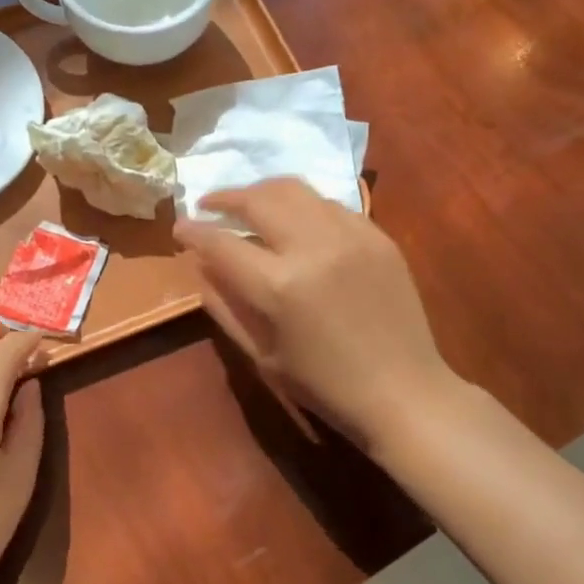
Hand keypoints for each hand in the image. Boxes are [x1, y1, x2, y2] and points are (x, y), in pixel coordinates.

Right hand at [174, 178, 458, 446]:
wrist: (404, 393)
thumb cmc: (325, 386)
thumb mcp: (261, 355)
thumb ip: (224, 305)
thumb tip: (199, 266)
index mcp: (279, 286)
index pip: (221, 242)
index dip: (194, 231)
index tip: (180, 227)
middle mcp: (313, 248)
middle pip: (258, 200)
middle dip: (225, 198)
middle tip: (209, 204)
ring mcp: (351, 236)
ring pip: (295, 189)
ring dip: (263, 192)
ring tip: (249, 204)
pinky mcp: (378, 235)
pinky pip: (330, 204)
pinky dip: (303, 206)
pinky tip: (296, 223)